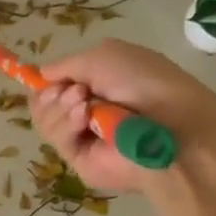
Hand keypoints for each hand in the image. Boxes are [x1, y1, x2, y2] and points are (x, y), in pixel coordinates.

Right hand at [28, 39, 215, 194]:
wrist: (174, 127)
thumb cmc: (146, 83)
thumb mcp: (104, 56)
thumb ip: (65, 64)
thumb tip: (41, 75)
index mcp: (99, 85)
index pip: (57, 84)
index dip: (46, 81)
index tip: (43, 77)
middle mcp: (89, 111)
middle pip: (43, 102)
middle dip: (51, 93)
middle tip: (74, 91)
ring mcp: (84, 136)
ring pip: (44, 119)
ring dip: (59, 107)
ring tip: (84, 104)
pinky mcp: (80, 160)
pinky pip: (56, 138)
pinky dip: (66, 124)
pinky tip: (85, 119)